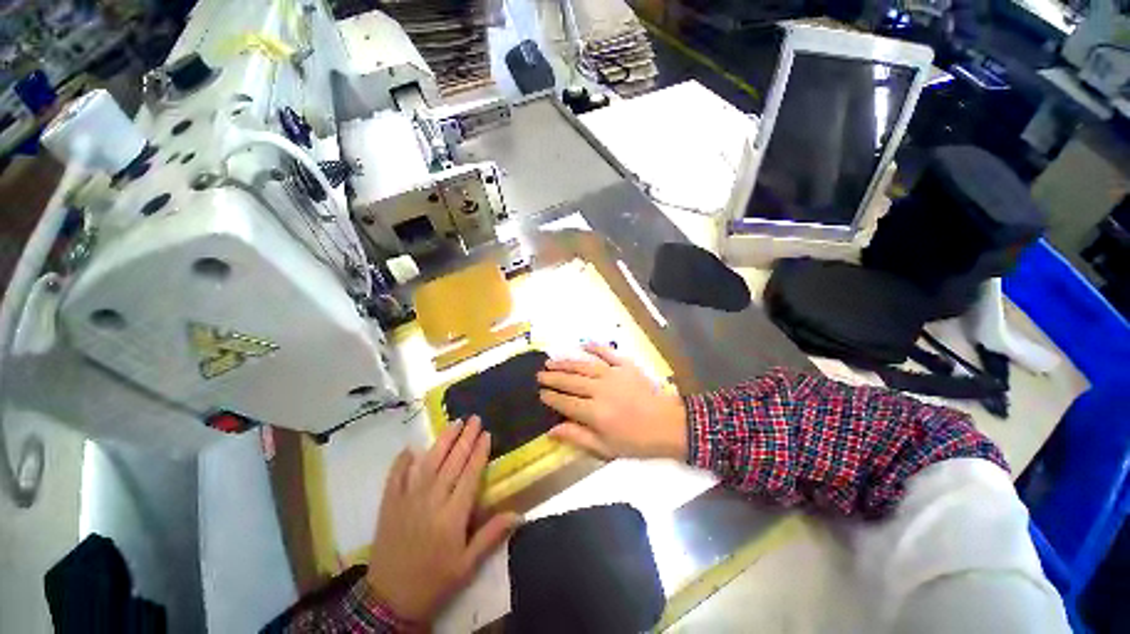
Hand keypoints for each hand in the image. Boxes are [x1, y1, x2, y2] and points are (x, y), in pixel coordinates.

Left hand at [366, 417, 520, 622]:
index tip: (486, 433)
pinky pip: (395, 477)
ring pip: (428, 463)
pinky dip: (403, 461)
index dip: (479, 452)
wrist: (389, 601)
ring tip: (454, 423)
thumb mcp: (467, 565)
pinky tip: (411, 448)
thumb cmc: (434, 582)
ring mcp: (407, 500)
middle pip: (452, 462)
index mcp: (453, 516)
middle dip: (465, 438)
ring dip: (442, 441)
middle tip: (474, 418)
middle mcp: (431, 501)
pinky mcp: (389, 505)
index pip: (470, 474)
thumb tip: (519, 514)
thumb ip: (491, 535)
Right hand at [537, 343, 687, 460]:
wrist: (668, 424)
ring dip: (565, 363)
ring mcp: (612, 374)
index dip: (551, 397)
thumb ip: (577, 436)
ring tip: (551, 361)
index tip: (541, 393)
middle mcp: (599, 389)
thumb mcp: (605, 447)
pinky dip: (594, 347)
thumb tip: (552, 430)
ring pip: (583, 366)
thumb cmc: (636, 440)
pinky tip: (582, 345)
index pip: (565, 402)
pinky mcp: (625, 365)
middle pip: (570, 381)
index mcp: (594, 412)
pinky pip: (606, 353)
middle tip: (539, 375)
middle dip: (553, 378)